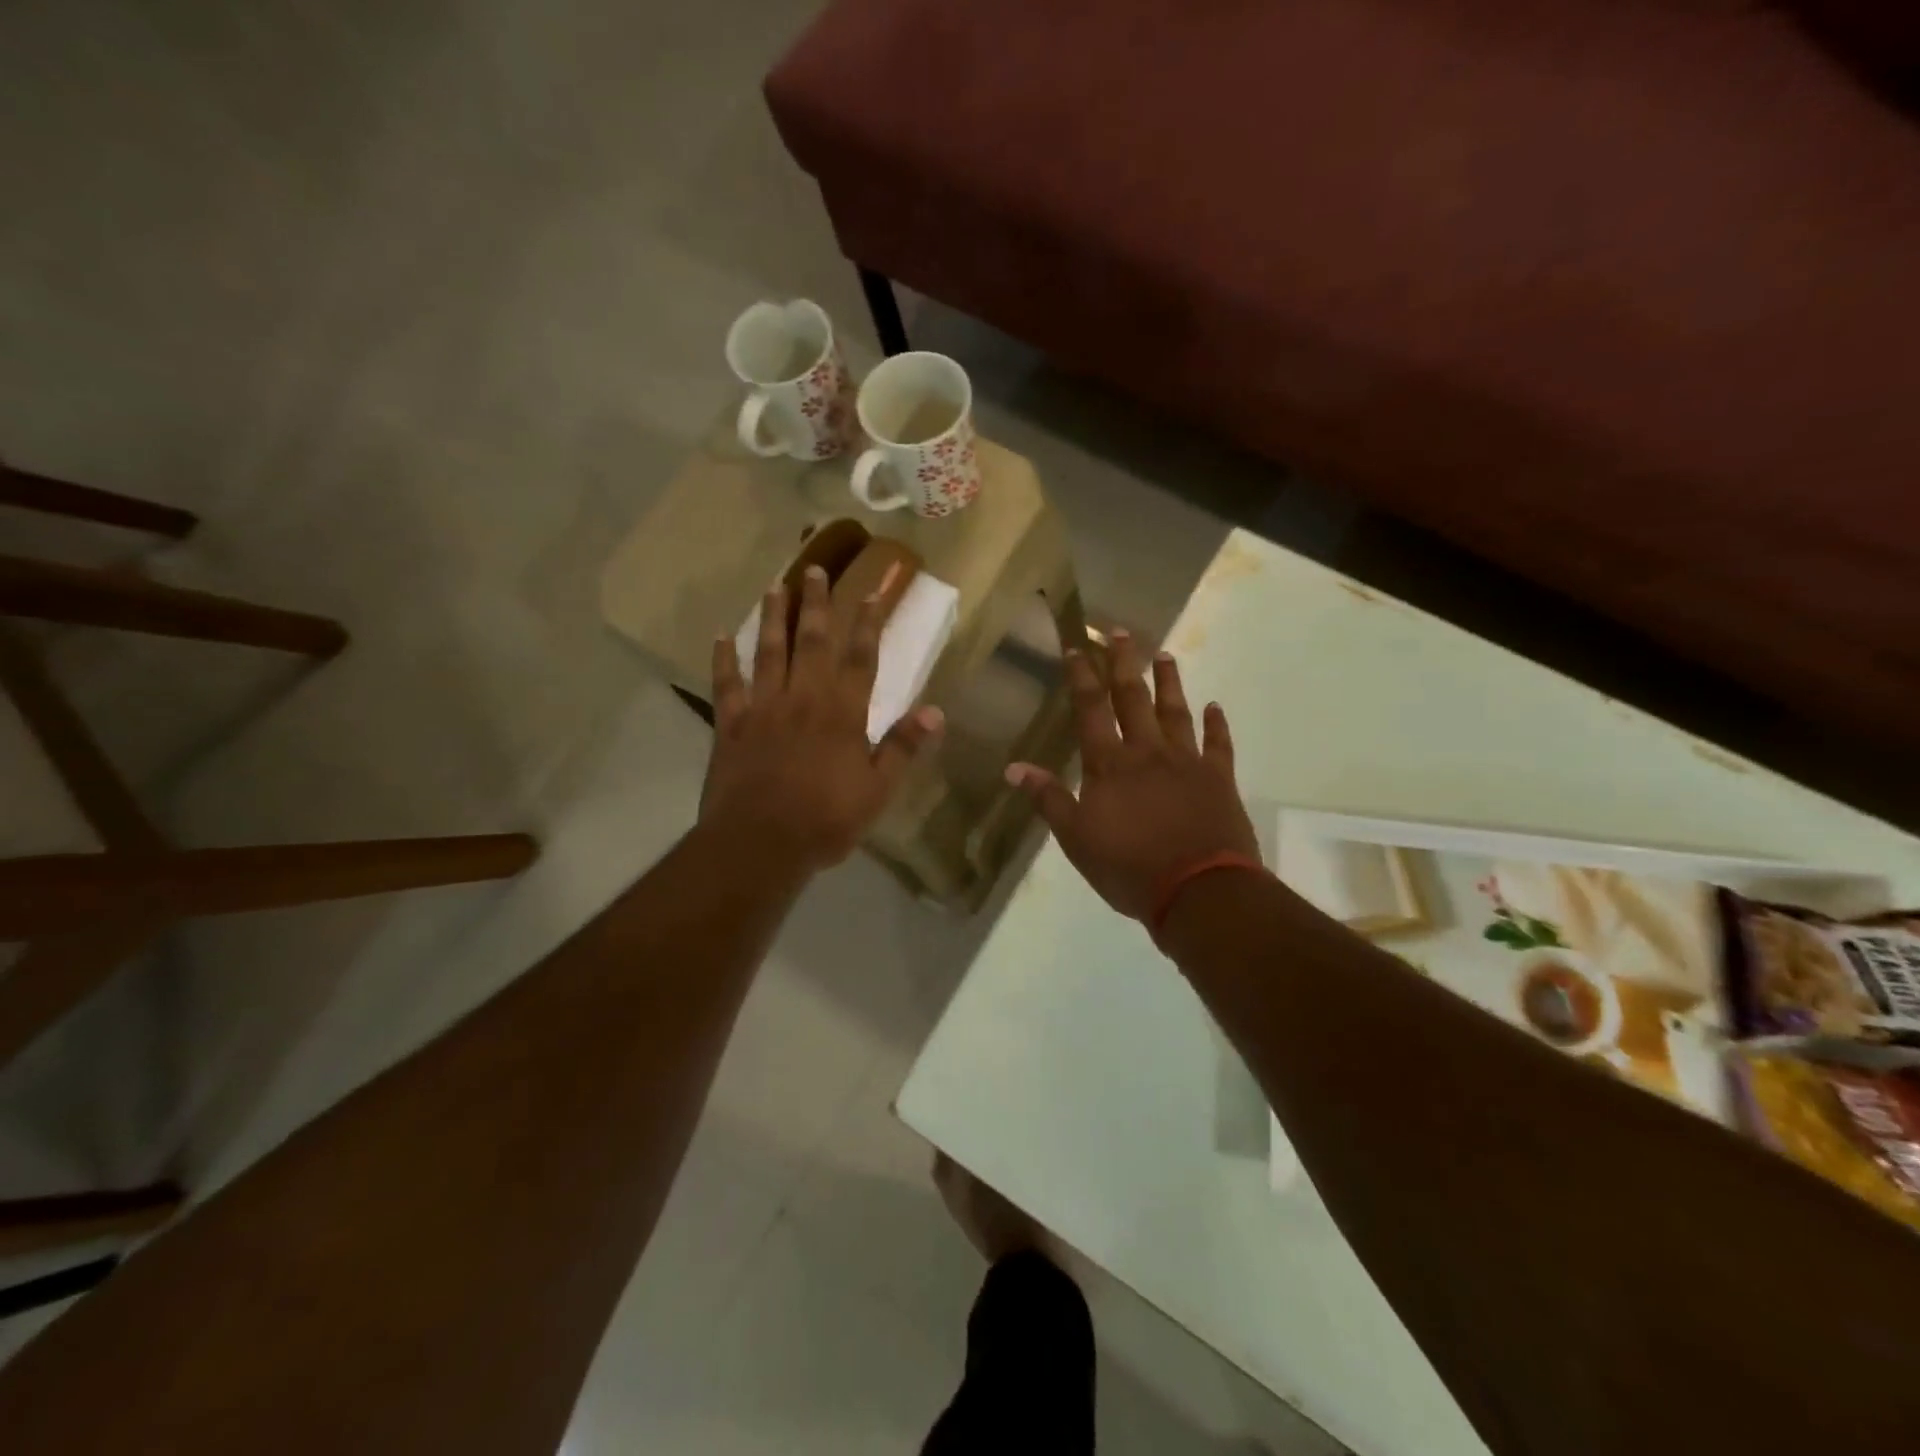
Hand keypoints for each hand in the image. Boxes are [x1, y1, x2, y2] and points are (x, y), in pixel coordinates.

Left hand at [702, 563, 943, 872]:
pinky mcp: (731, 725)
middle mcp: (803, 698)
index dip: (869, 622)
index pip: (861, 657)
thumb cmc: (825, 820)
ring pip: (769, 652)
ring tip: (774, 586)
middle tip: (814, 569)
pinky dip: (724, 659)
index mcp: (842, 713)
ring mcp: (763, 708)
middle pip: (812, 641)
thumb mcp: (877, 791)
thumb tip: (935, 712)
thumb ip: (902, 748)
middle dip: (816, 604)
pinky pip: (726, 684)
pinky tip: (720, 636)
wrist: (760, 843)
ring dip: (773, 618)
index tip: (873, 589)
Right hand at [1006, 633, 1257, 923]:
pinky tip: (1215, 708)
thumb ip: (1049, 799)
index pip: (1091, 710)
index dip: (1082, 677)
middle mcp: (1148, 752)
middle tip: (1122, 631)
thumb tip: (1014, 768)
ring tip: (1166, 655)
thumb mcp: (1076, 839)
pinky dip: (1216, 725)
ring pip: (1176, 712)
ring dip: (1169, 683)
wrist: (1199, 890)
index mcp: (1109, 765)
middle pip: (1134, 698)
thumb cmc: (1129, 867)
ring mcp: (1187, 762)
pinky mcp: (1219, 779)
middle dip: (1124, 663)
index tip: (1077, 647)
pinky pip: (1218, 745)